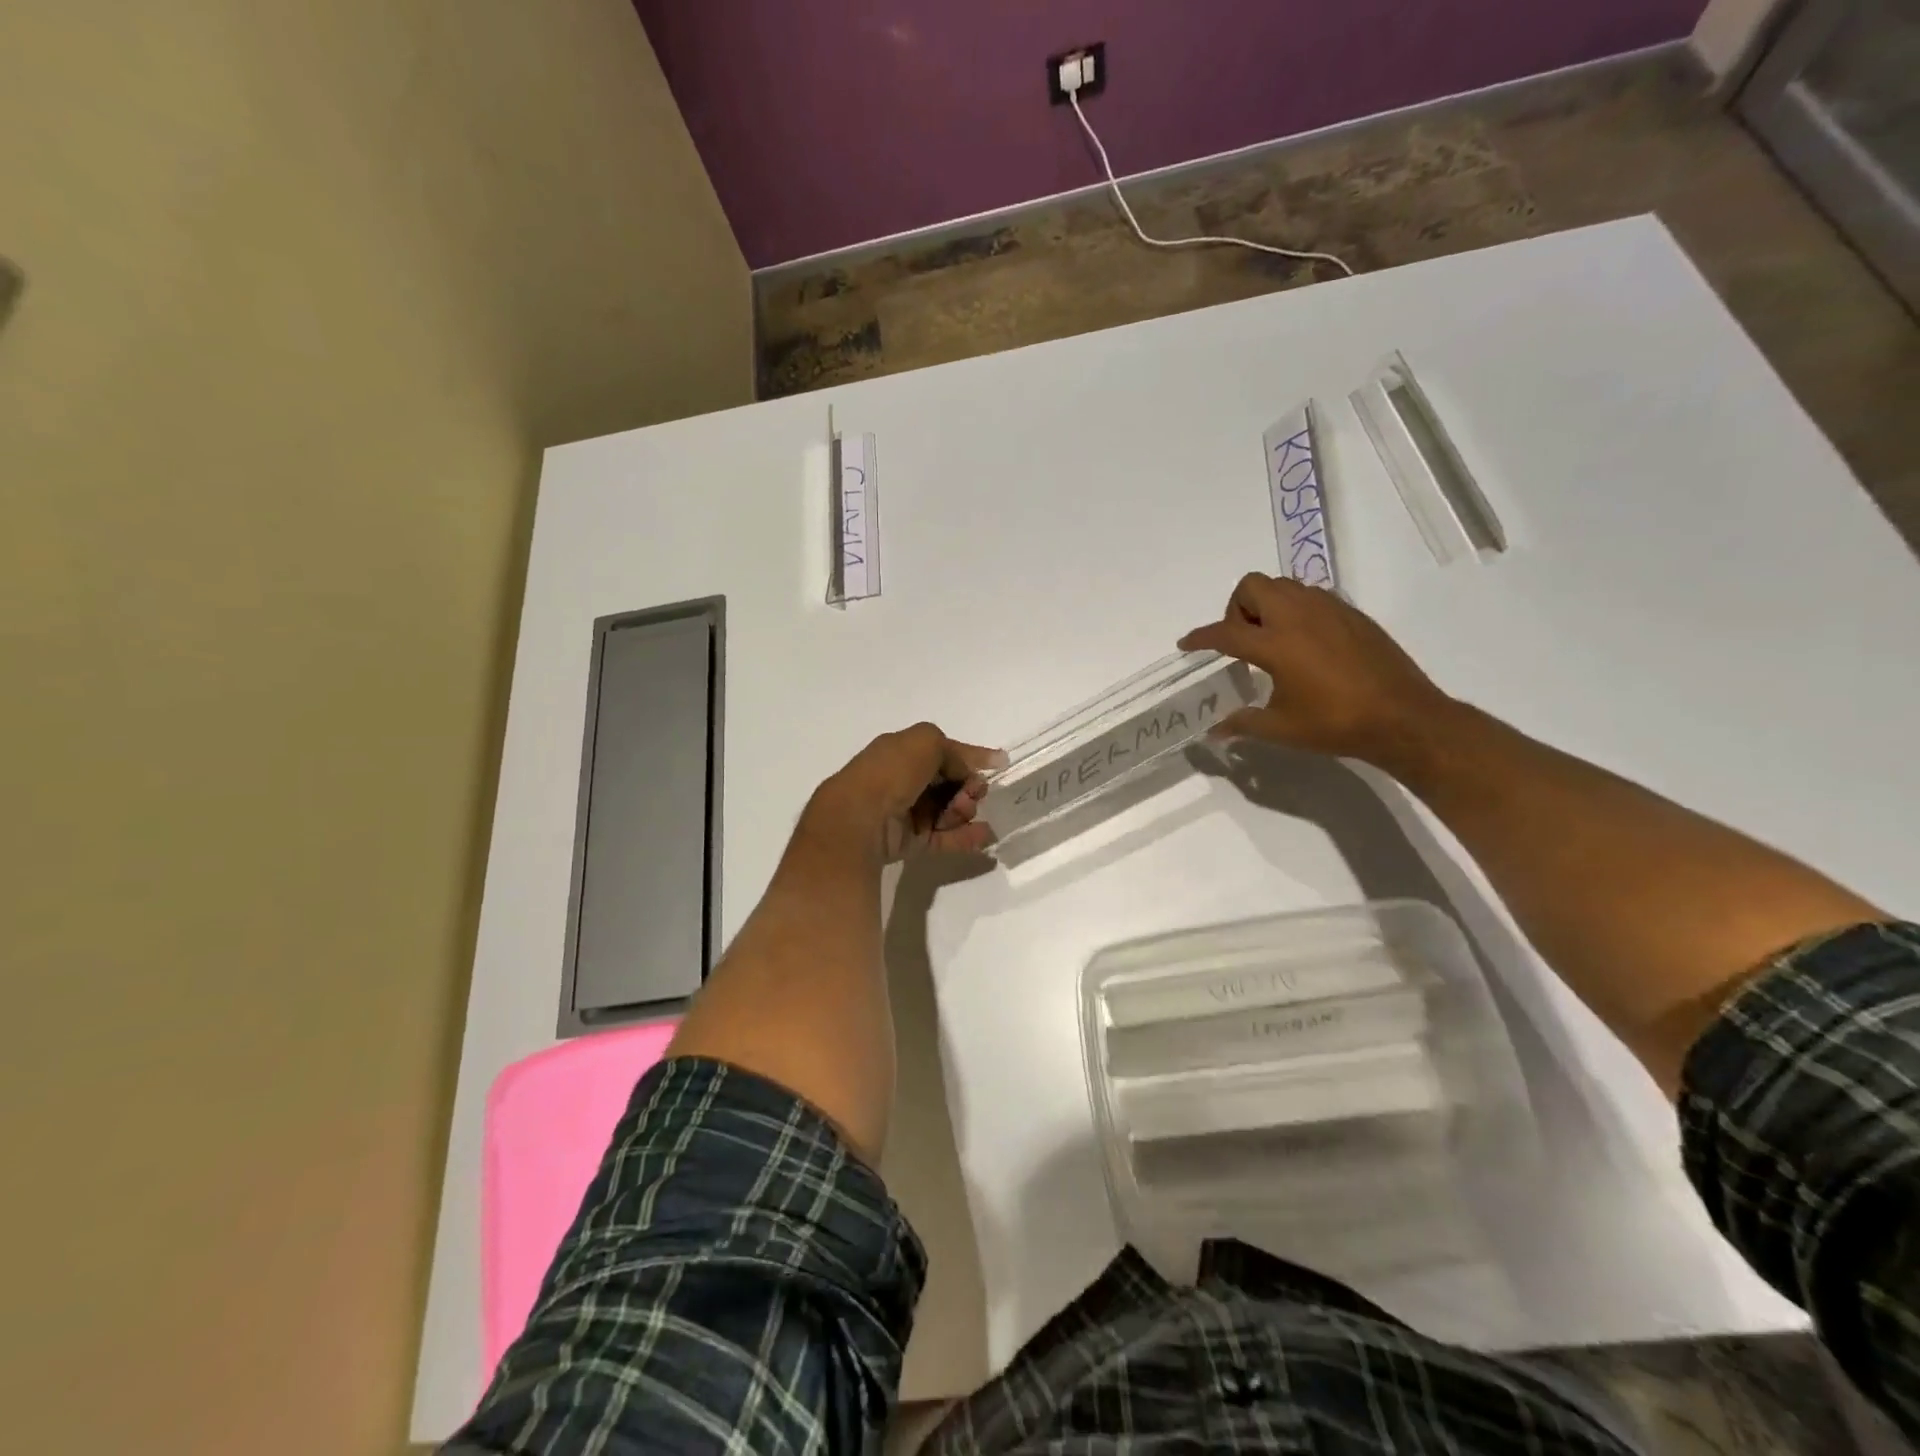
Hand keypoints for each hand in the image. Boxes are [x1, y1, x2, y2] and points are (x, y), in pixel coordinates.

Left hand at [802, 723, 1004, 861]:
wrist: (860, 818)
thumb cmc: (892, 772)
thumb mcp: (925, 741)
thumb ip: (952, 750)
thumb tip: (962, 771)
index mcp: (902, 752)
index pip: (943, 751)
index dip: (971, 755)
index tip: (999, 762)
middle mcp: (904, 781)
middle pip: (949, 783)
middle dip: (969, 785)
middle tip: (974, 792)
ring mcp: (907, 812)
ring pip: (948, 810)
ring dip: (965, 810)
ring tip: (965, 812)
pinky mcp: (911, 842)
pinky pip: (944, 838)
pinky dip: (965, 837)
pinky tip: (984, 835)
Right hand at [1178, 572, 1454, 766]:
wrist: (1403, 717)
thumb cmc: (1335, 724)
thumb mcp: (1281, 728)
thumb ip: (1242, 723)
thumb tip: (1215, 732)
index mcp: (1275, 644)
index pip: (1225, 632)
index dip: (1200, 637)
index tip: (1187, 644)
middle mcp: (1298, 616)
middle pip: (1252, 586)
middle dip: (1236, 608)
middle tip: (1242, 640)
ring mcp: (1328, 610)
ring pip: (1283, 585)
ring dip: (1267, 604)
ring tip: (1273, 640)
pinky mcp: (1351, 614)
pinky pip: (1311, 596)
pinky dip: (1296, 610)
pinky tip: (1305, 644)